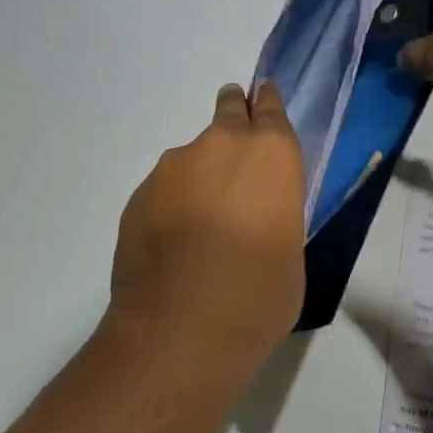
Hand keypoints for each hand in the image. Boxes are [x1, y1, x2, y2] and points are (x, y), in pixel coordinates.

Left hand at [108, 81, 304, 369]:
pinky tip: (174, 245)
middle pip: (228, 111)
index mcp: (270, 153)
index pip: (270, 107)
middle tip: (234, 142)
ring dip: (200, 176)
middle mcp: (221, 145)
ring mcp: (174, 167)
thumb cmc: (258, 297)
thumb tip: (257, 214)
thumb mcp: (291, 251)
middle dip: (233, 116)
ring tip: (201, 226)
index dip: (266, 103)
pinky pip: (165, 189)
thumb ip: (276, 212)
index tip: (262, 98)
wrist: (178, 334)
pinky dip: (172, 204)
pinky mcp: (140, 194)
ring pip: (193, 157)